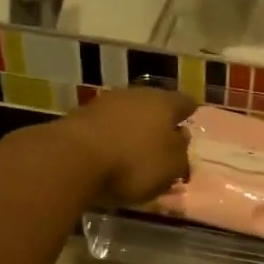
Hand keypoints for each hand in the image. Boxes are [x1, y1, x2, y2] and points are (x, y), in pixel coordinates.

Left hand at [56, 87, 195, 205]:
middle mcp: (136, 95)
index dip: (189, 112)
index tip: (190, 121)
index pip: (184, 102)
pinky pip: (105, 125)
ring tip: (135, 148)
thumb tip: (181, 139)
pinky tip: (110, 152)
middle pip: (154, 105)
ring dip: (132, 127)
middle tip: (163, 140)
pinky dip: (111, 136)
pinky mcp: (80, 116)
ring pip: (127, 113)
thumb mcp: (170, 168)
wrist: (72, 159)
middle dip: (158, 121)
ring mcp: (105, 102)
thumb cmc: (133, 163)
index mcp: (164, 103)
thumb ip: (181, 153)